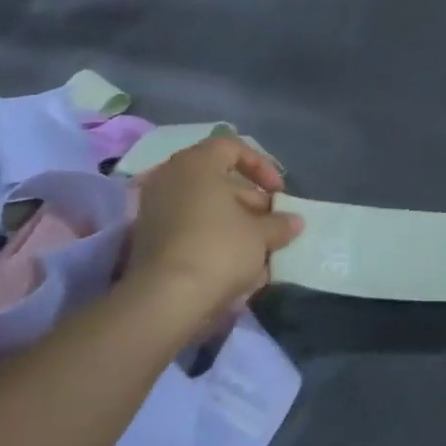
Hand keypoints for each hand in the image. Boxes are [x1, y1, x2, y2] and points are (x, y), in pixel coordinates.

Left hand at [124, 136, 302, 327]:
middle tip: (273, 225)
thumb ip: (280, 223)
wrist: (168, 298)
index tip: (279, 193)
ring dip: (235, 222)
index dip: (262, 166)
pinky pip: (190, 228)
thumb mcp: (261, 235)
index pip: (232, 147)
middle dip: (251, 201)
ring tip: (260, 248)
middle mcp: (171, 178)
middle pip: (219, 179)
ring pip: (205, 206)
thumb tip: (294, 221)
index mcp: (196, 164)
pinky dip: (214, 238)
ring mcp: (156, 208)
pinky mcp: (150, 238)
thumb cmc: (219, 249)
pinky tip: (236, 263)